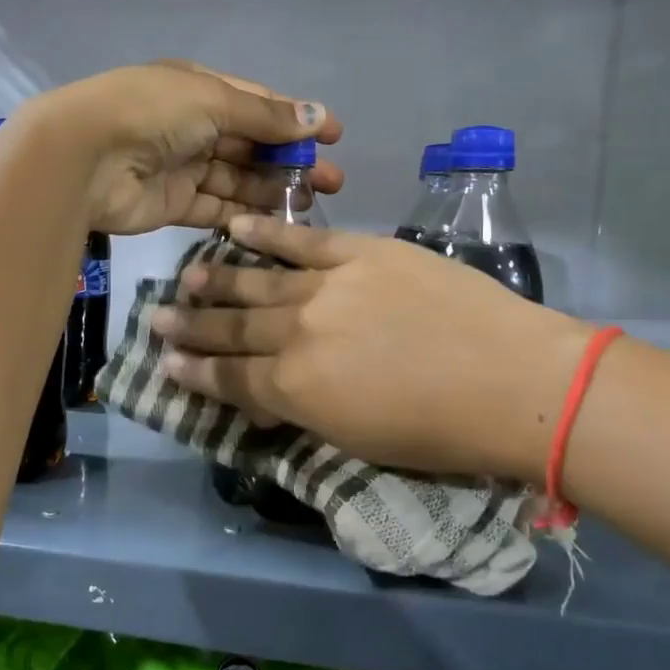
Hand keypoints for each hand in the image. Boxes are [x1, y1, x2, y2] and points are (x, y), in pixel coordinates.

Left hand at [36, 62, 343, 234]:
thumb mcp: (213, 101)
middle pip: (251, 145)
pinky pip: (216, 208)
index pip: (257, 104)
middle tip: (331, 182)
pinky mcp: (173, 204)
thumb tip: (318, 117)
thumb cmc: (151, 113)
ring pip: (237, 179)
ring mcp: (182, 166)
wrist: (84, 158)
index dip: (296, 119)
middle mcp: (192, 126)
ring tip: (309, 203)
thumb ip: (265, 116)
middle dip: (291, 160)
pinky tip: (276, 221)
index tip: (334, 136)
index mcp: (199, 89)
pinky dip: (243, 214)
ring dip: (272, 189)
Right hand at [152, 215, 591, 476]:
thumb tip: (269, 396)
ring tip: (187, 276)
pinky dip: (267, 233)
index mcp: (294, 390)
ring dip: (217, 280)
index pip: (229, 380)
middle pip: (233, 328)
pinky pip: (303, 240)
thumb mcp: (357, 441)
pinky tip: (237, 228)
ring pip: (258, 281)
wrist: (512, 381)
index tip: (165, 362)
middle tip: (156, 319)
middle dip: (191, 327)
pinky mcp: (362, 252)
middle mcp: (296, 333)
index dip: (194, 373)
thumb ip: (304, 412)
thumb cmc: (440, 433)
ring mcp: (328, 286)